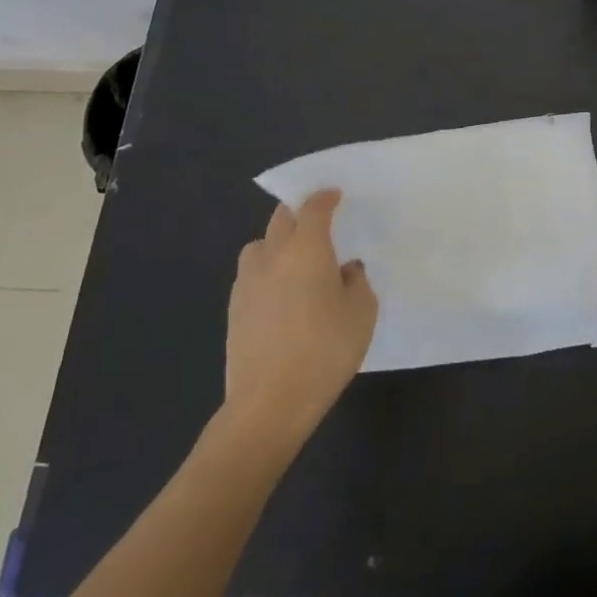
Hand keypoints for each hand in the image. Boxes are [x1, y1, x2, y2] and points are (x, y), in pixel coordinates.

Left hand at [220, 190, 377, 455]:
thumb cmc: (326, 350)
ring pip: (259, 246)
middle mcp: (272, 256)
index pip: (313, 209)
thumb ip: (356, 282)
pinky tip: (283, 294)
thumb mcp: (362, 312)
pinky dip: (267, 271)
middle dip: (298, 213)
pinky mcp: (234, 310)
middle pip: (280, 219)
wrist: (270, 402)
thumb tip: (345, 270)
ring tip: (297, 260)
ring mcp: (247, 283)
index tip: (335, 195)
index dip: (324, 197)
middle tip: (318, 222)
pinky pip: (252, 274)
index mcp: (306, 249)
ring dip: (277, 242)